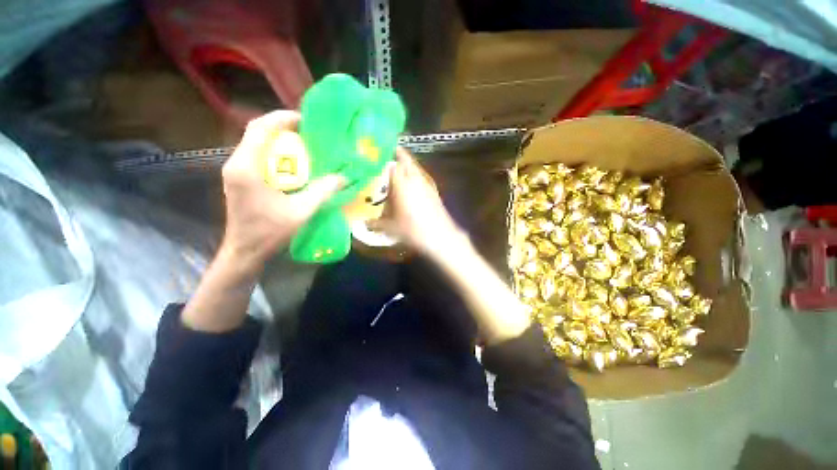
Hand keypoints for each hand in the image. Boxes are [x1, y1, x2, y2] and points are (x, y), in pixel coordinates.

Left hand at [220, 110, 343, 270]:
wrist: (245, 251)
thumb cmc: (269, 233)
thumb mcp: (301, 212)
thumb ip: (322, 192)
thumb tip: (342, 177)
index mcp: (247, 168)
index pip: (260, 129)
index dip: (282, 118)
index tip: (305, 120)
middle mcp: (236, 163)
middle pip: (257, 132)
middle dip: (282, 126)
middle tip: (308, 131)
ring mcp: (236, 170)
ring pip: (256, 142)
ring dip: (279, 139)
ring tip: (303, 143)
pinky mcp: (240, 178)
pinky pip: (257, 155)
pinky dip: (275, 152)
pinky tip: (293, 162)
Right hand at [377, 148, 464, 255]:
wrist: (440, 236)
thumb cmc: (412, 230)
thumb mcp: (390, 228)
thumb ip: (375, 223)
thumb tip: (365, 223)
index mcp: (402, 183)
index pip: (391, 163)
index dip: (383, 158)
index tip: (375, 157)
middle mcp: (414, 179)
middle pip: (406, 159)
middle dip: (396, 154)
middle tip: (385, 157)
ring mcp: (426, 183)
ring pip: (415, 167)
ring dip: (406, 165)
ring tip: (396, 170)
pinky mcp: (434, 191)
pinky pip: (422, 177)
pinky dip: (414, 176)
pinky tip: (410, 185)